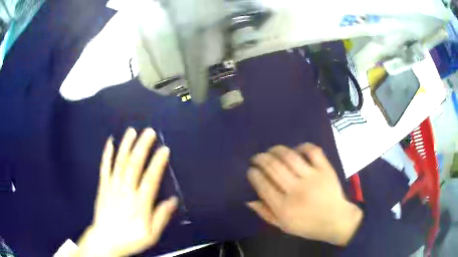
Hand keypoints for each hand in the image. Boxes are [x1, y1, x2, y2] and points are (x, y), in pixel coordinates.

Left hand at [77, 128, 176, 256]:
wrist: (105, 240)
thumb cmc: (130, 238)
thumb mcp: (151, 235)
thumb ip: (161, 217)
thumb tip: (173, 201)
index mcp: (139, 204)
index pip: (150, 179)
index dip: (158, 163)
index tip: (164, 149)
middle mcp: (125, 191)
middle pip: (134, 165)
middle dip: (142, 147)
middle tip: (149, 132)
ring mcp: (112, 187)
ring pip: (119, 163)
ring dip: (126, 146)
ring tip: (132, 131)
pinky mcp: (103, 186)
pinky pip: (104, 168)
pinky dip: (107, 154)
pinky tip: (110, 142)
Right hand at [247, 143, 362, 245]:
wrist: (336, 220)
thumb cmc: (308, 226)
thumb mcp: (283, 226)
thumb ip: (265, 213)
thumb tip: (248, 200)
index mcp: (284, 207)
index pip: (263, 185)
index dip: (253, 174)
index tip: (250, 170)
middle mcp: (296, 190)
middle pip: (273, 168)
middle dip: (261, 159)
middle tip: (257, 158)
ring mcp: (312, 178)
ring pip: (289, 157)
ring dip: (276, 150)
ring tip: (271, 151)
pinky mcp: (325, 170)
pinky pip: (312, 151)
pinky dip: (303, 146)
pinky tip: (296, 149)